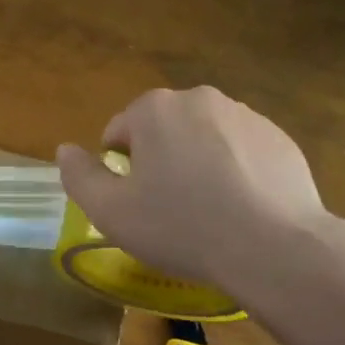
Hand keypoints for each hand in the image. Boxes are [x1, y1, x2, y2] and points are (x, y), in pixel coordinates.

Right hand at [56, 87, 331, 298]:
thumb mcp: (113, 212)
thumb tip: (65, 150)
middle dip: (162, 161)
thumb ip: (80, 176)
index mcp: (154, 109)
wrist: (274, 246)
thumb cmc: (182, 226)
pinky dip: (237, 171)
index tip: (137, 203)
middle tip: (171, 209)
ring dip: (199, 163)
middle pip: (164, 130)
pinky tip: (244, 209)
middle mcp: (199, 98)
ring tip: (211, 212)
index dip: (121, 169)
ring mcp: (244, 114)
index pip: (120, 131)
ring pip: (205, 138)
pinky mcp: (278, 137)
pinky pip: (243, 151)